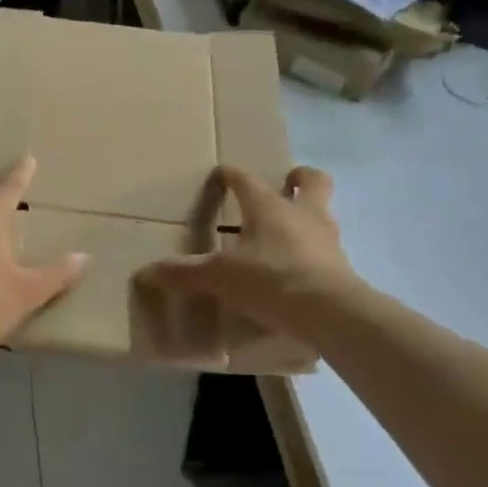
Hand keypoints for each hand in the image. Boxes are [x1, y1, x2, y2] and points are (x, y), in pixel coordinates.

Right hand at [136, 165, 356, 336]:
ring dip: (308, 215)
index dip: (231, 175)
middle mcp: (303, 214)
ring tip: (290, 230)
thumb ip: (184, 273)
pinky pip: (327, 249)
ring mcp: (328, 239)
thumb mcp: (219, 277)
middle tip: (285, 184)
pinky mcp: (342, 266)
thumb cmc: (271, 280)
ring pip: (323, 213)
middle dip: (298, 178)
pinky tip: (300, 268)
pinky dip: (314, 252)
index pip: (247, 180)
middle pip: (311, 181)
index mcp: (269, 207)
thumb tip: (145, 272)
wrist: (330, 312)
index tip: (221, 174)